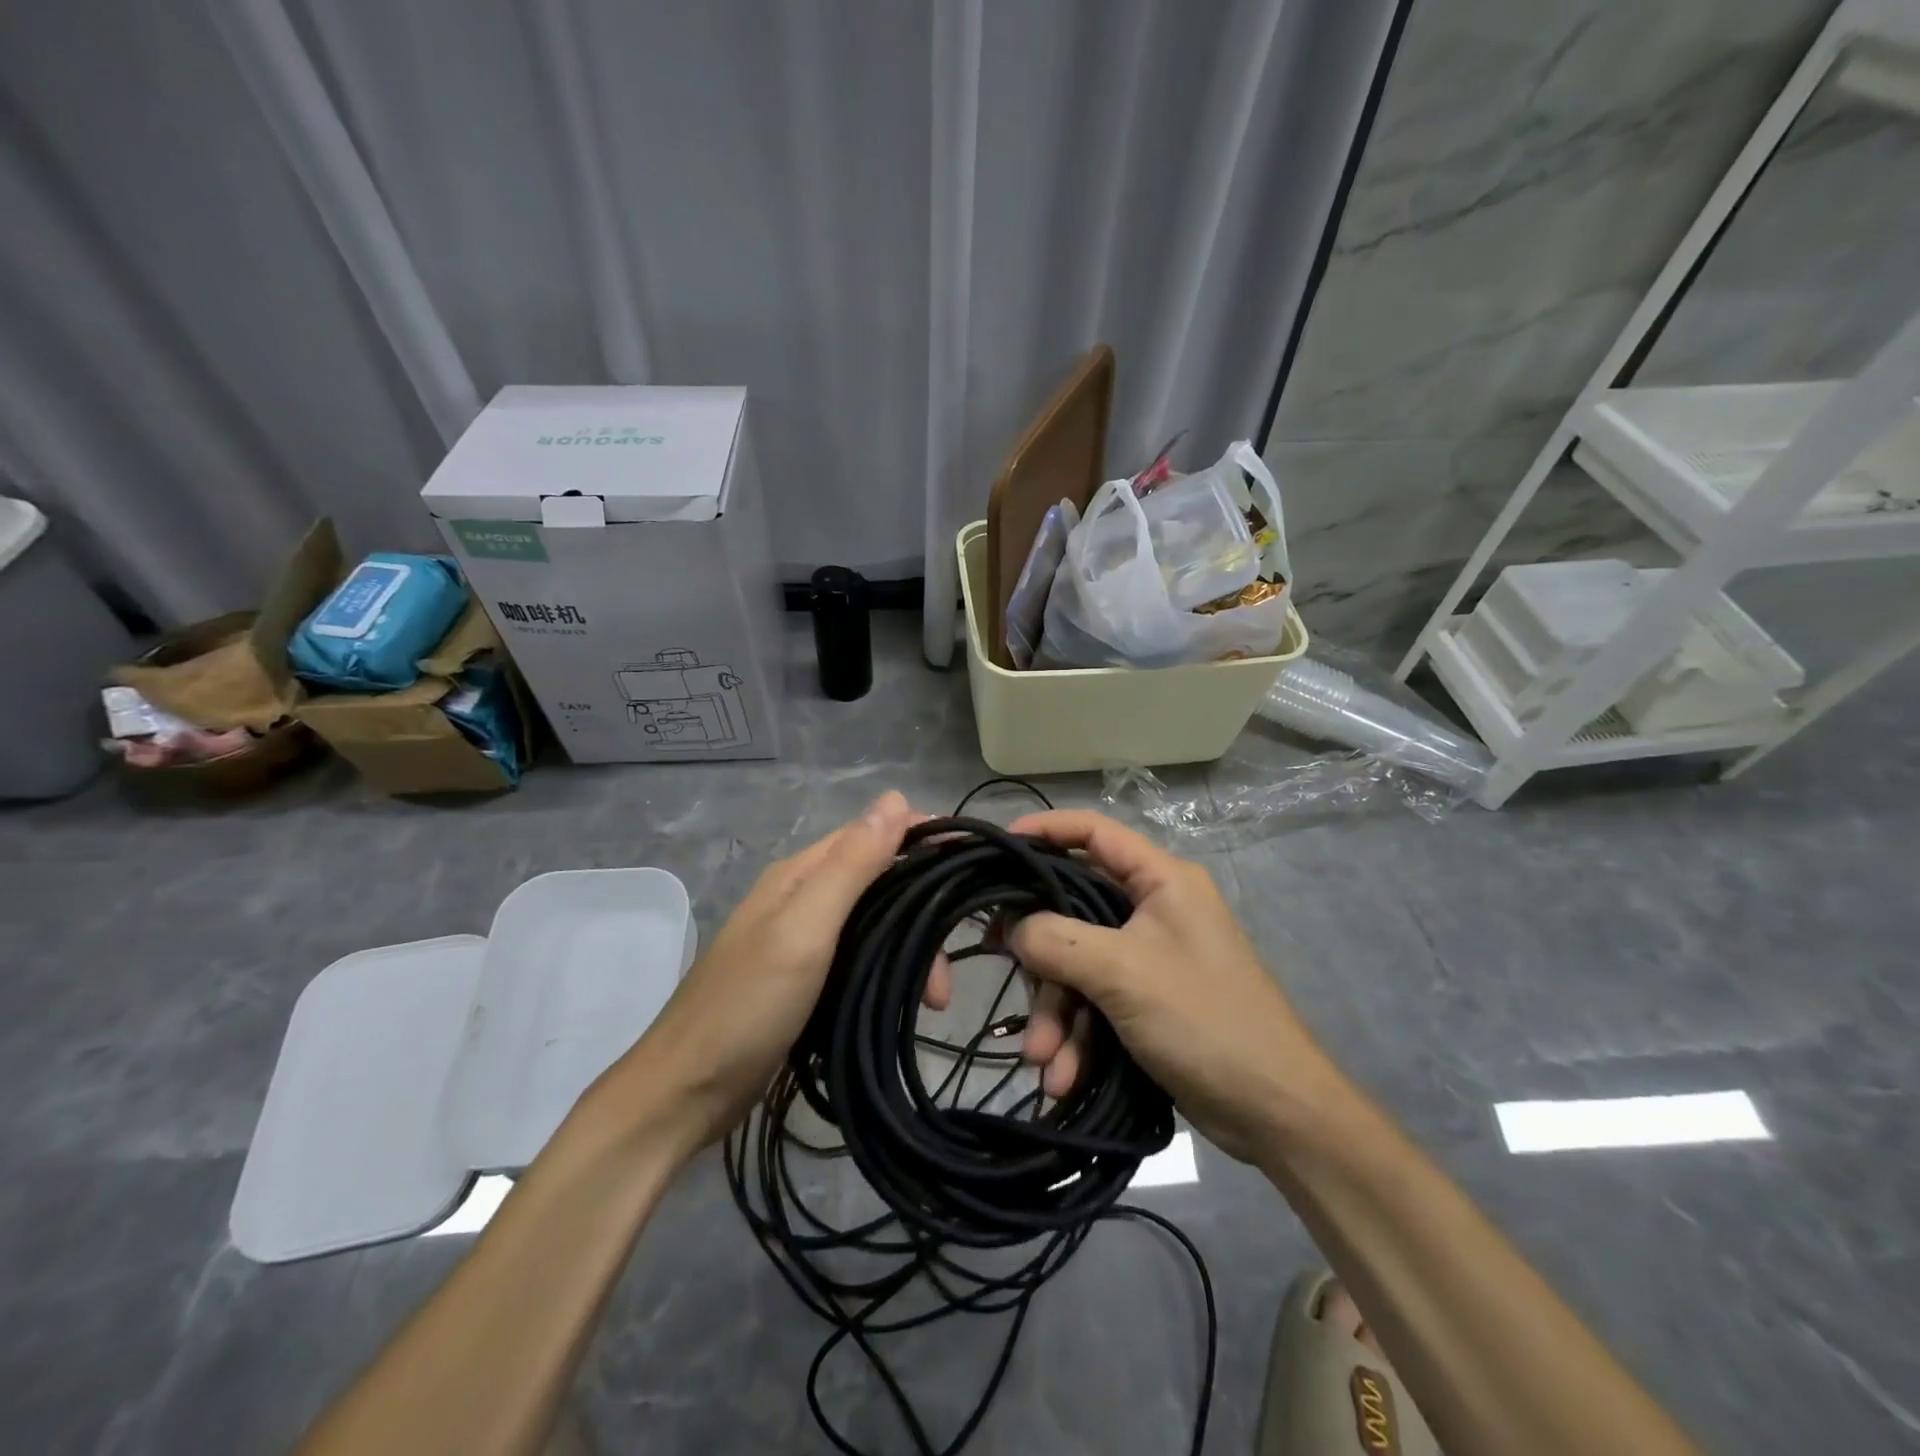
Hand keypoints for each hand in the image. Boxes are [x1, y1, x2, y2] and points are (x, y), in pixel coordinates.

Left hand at [611, 791, 913, 1153]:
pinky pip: (861, 959)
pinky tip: (905, 1000)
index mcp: (800, 874)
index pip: (872, 834)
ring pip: (874, 924)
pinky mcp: (805, 980)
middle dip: (921, 913)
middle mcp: (802, 898)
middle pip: (879, 883)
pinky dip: (889, 972)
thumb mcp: (804, 929)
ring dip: (909, 951)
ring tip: (934, 1001)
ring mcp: (802, 941)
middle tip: (946, 973)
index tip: (970, 857)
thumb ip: (851, 864)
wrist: (684, 1093)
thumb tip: (895, 798)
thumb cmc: (746, 1006)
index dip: (921, 839)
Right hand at [1003, 809, 1328, 1162]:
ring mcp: (1149, 958)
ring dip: (1056, 1014)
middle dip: (1042, 961)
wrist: (1275, 1113)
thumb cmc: (1205, 1020)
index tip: (999, 846)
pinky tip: (1062, 1078)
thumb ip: (1058, 940)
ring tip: (1041, 1062)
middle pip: (1074, 911)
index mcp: (1161, 880)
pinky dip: (1076, 1038)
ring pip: (1078, 967)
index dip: (1046, 830)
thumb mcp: (1123, 973)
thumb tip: (1010, 927)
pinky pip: (1094, 1004)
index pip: (1095, 832)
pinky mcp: (1145, 1002)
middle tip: (1007, 978)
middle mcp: (1153, 910)